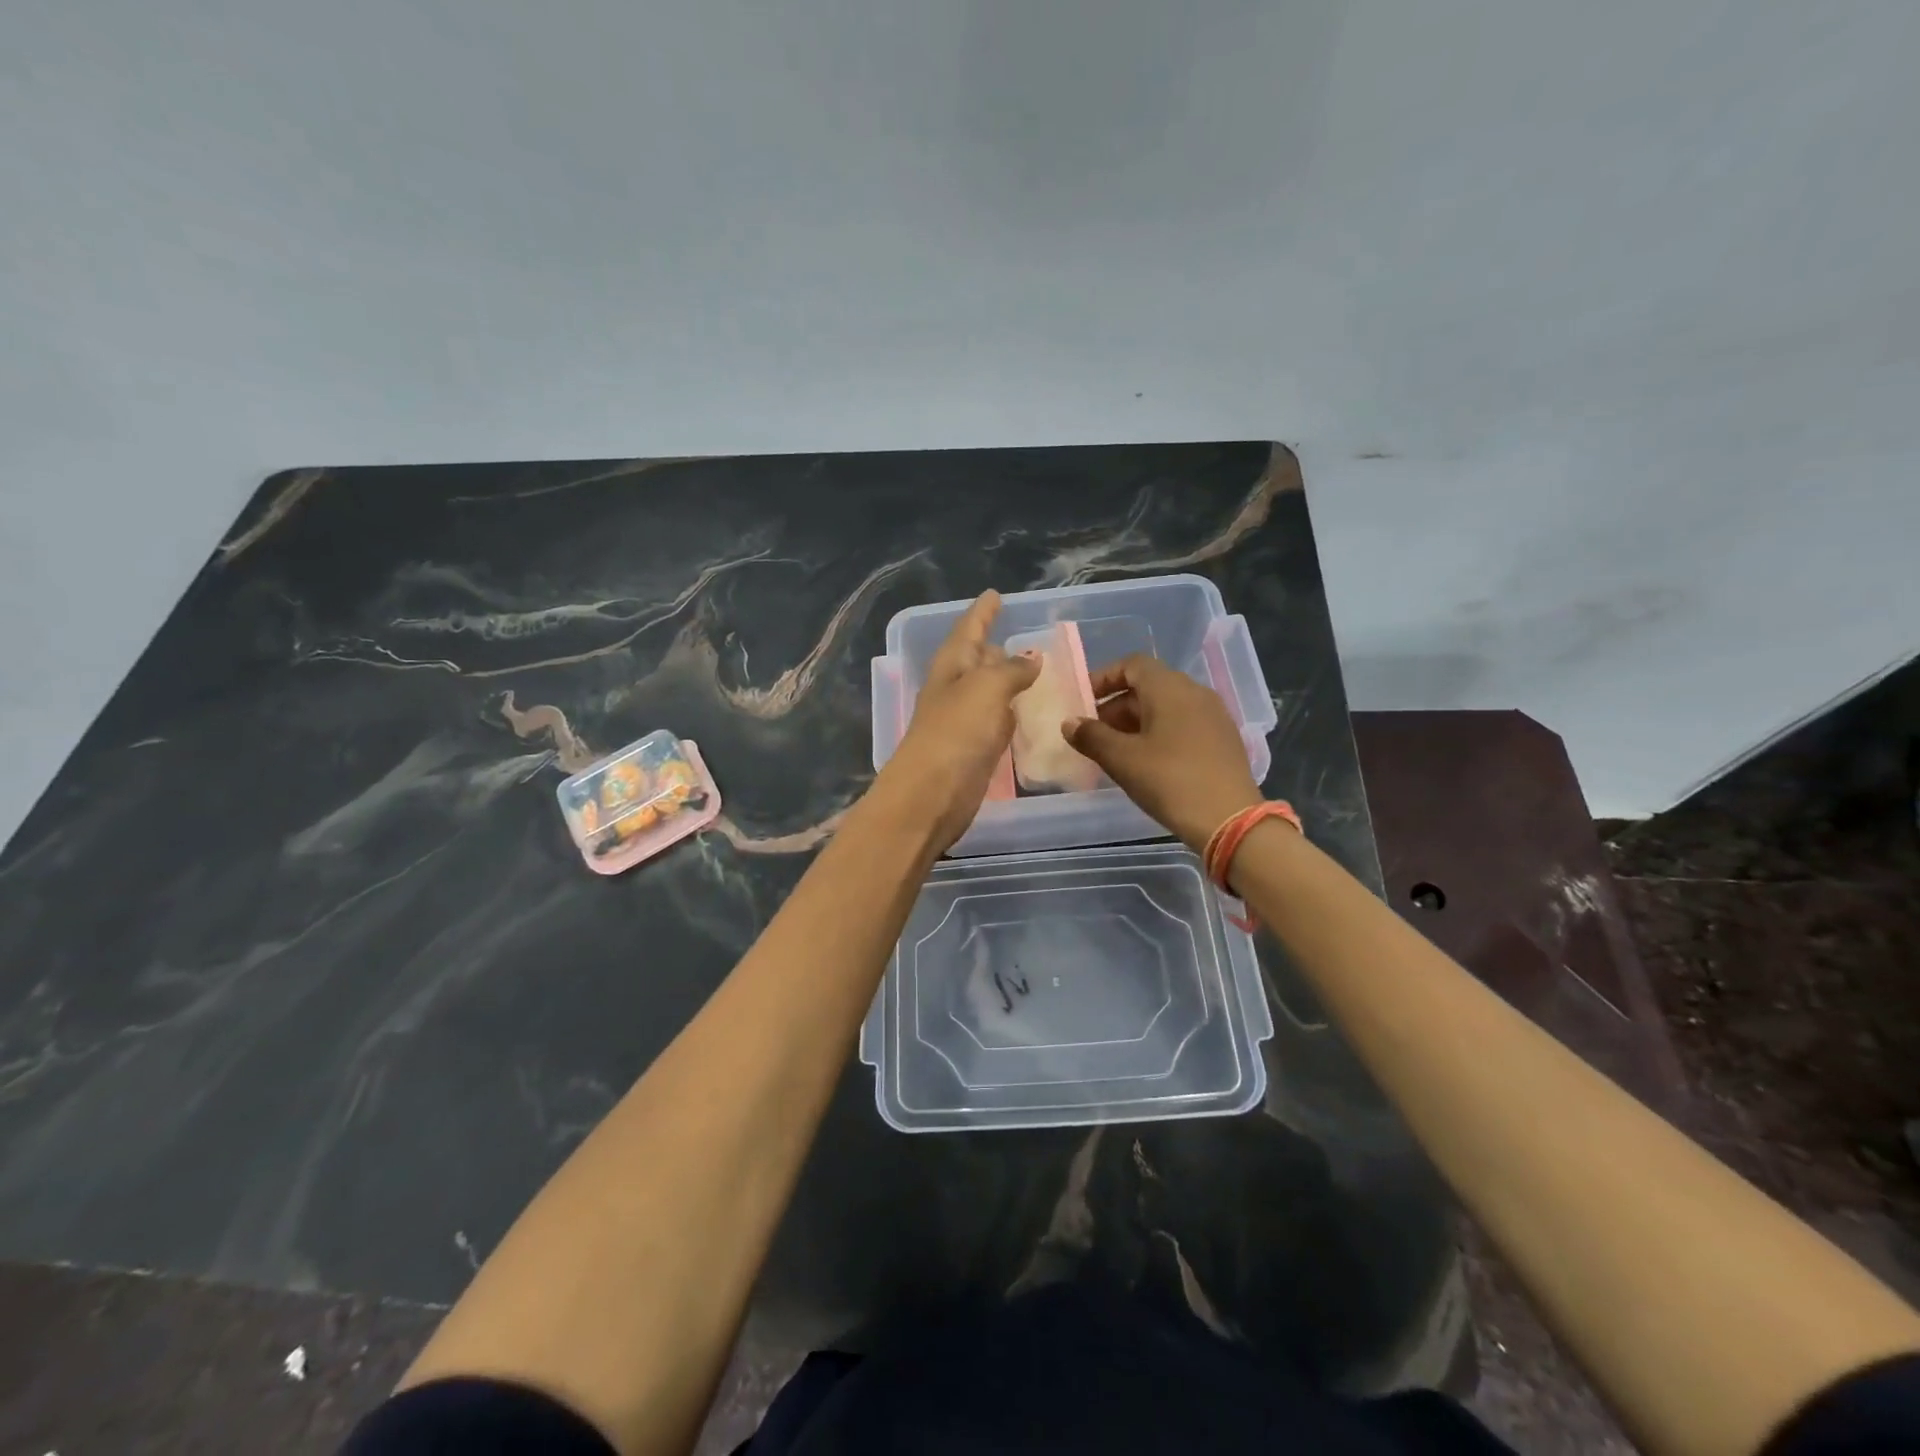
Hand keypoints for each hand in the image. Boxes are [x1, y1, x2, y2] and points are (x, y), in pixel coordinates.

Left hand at [877, 591, 1039, 851]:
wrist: (932, 795)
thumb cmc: (956, 733)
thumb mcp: (986, 688)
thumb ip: (1011, 670)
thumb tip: (1031, 659)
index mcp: (951, 666)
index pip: (968, 629)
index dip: (982, 613)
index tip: (994, 595)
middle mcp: (955, 689)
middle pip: (975, 660)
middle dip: (993, 647)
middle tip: (1021, 637)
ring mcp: (963, 722)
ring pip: (988, 692)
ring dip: (1005, 680)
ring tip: (1032, 669)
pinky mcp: (975, 751)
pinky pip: (997, 722)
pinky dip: (1010, 713)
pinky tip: (1026, 712)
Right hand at [1064, 654, 1260, 850]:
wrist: (1230, 820)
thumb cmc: (1170, 781)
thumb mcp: (1122, 759)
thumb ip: (1091, 736)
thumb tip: (1070, 722)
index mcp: (1170, 688)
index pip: (1132, 665)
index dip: (1103, 679)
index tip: (1083, 702)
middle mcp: (1195, 693)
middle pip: (1148, 686)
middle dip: (1116, 707)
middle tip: (1093, 735)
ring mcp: (1214, 716)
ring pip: (1166, 707)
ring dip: (1136, 722)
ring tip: (1116, 752)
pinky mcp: (1223, 740)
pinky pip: (1183, 724)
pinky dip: (1159, 733)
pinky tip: (1148, 763)